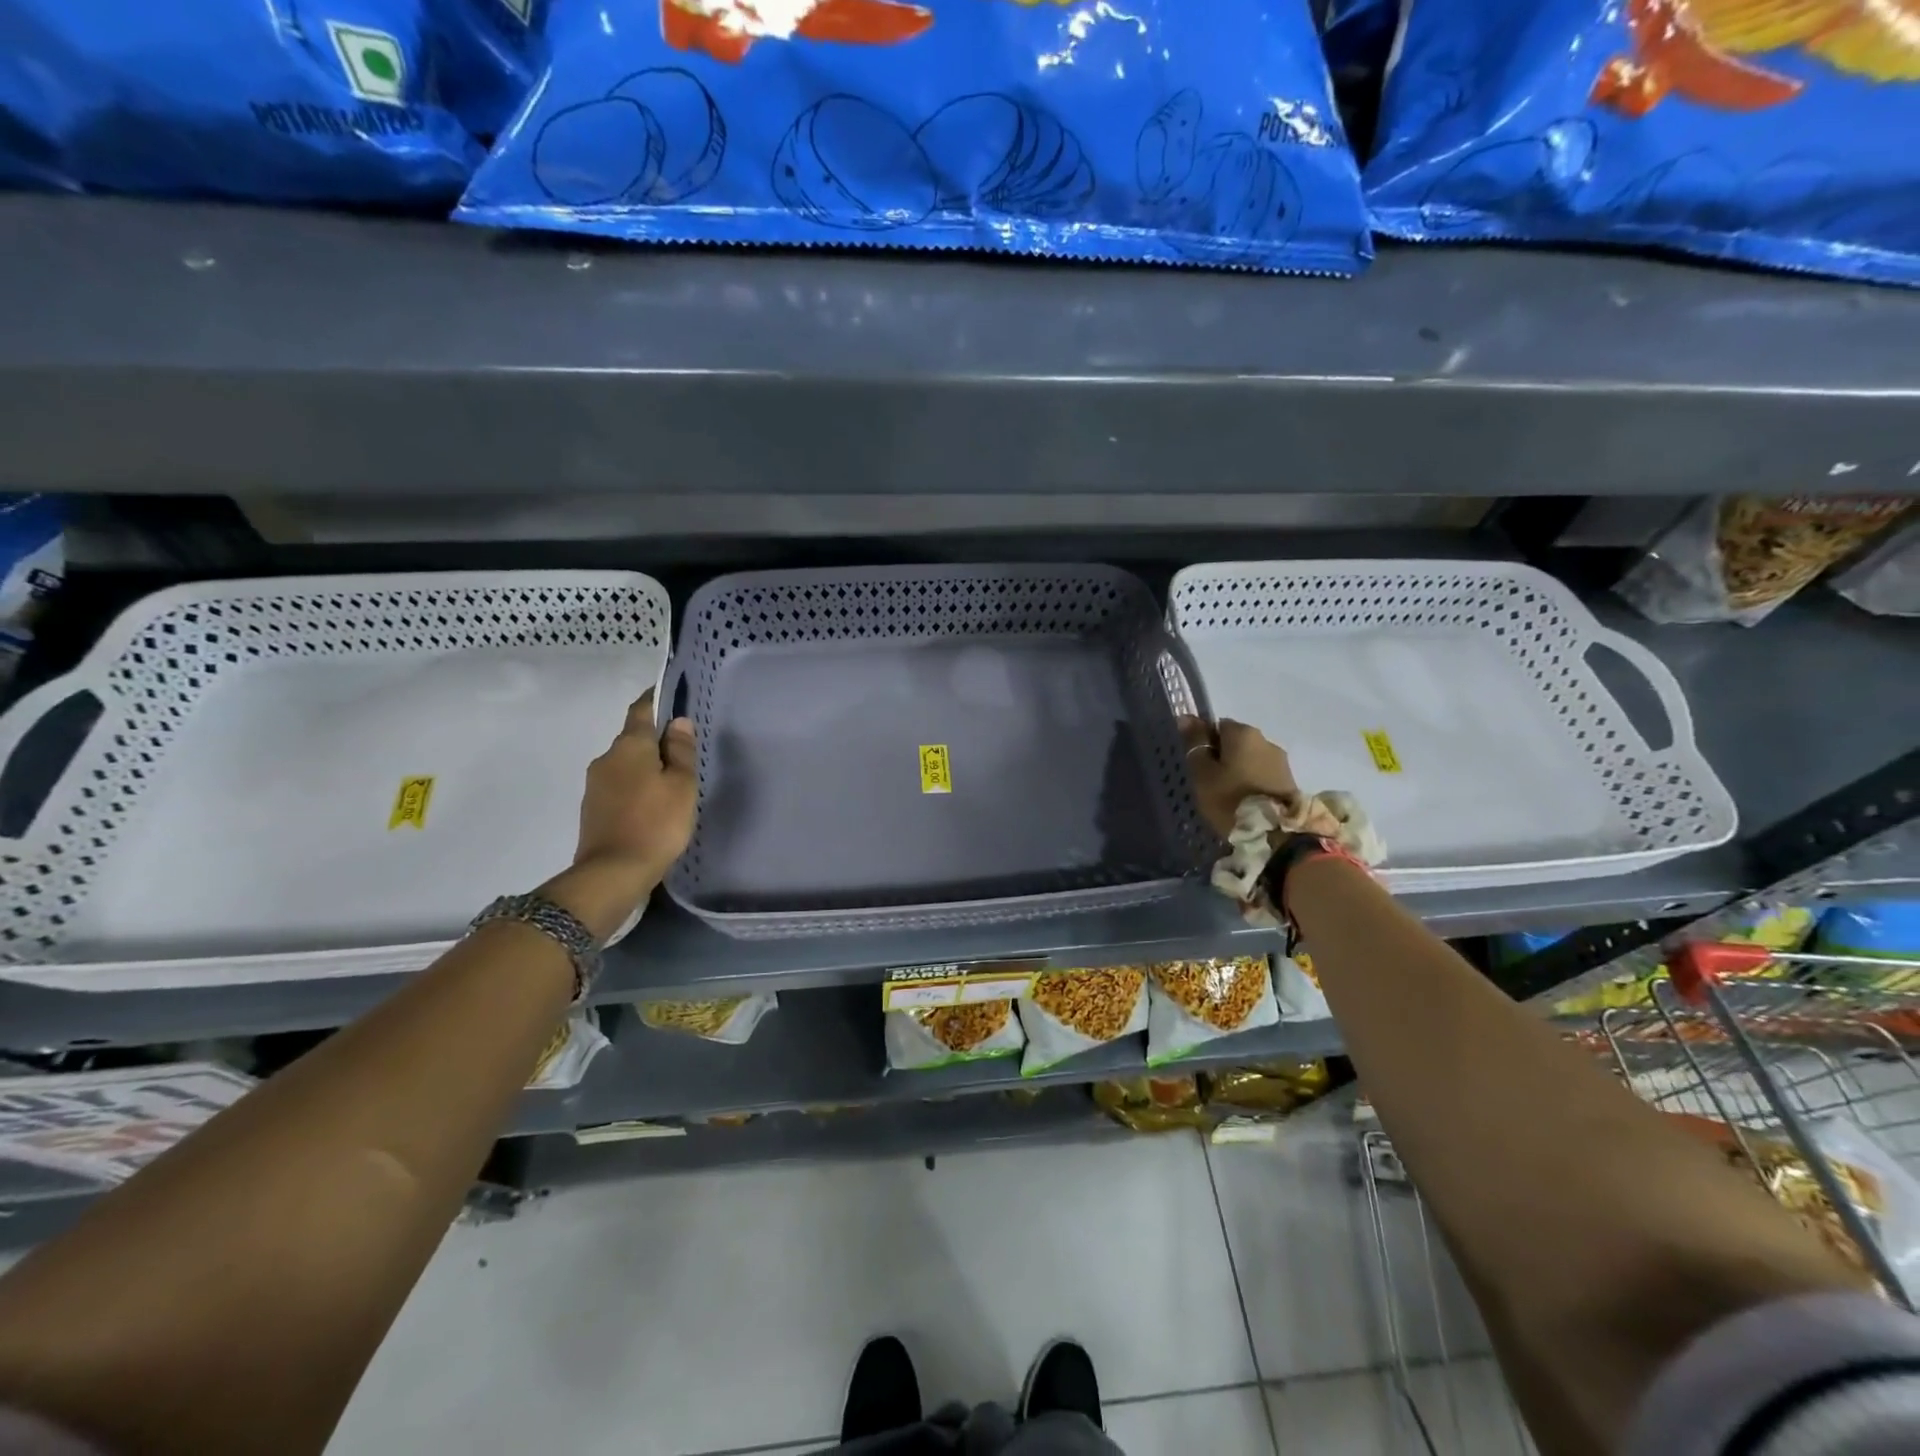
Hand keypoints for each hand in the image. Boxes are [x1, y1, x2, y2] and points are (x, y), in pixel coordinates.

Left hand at [542, 690, 696, 938]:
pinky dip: (636, 786)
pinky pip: (619, 785)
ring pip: (626, 764)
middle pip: (633, 739)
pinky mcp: (593, 809)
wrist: (612, 873)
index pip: (641, 710)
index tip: (672, 693)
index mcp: (629, 746)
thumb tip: (678, 721)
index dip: (656, 698)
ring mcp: (595, 785)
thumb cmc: (656, 823)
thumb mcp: (681, 786)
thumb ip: (681, 752)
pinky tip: (653, 802)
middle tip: (683, 748)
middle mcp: (606, 758)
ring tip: (672, 779)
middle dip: (655, 739)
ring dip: (646, 765)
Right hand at [1179, 716, 1302, 839]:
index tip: (1198, 766)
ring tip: (1229, 795)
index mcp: (1243, 733)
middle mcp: (1265, 740)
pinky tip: (1245, 801)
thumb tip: (1186, 717)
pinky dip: (1252, 782)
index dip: (1205, 744)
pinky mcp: (1290, 781)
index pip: (1217, 726)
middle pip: (1236, 742)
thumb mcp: (1202, 772)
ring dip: (1239, 770)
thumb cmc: (1229, 799)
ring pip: (1251, 759)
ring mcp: (1281, 761)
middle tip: (1210, 782)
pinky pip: (1263, 774)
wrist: (1273, 834)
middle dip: (1223, 757)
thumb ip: (1195, 743)